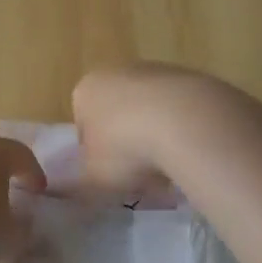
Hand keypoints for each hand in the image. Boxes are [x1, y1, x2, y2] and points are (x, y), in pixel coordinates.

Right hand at [70, 62, 230, 200]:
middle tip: (138, 176)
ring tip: (169, 171)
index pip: (82, 125)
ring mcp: (157, 71)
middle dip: (127, 145)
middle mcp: (117, 72)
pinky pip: (179, 112)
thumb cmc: (126, 148)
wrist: (188, 122)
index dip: (94, 155)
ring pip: (150, 113)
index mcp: (86, 90)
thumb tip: (70, 191)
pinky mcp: (191, 77)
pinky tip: (191, 153)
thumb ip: (78, 186)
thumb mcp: (92, 179)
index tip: (109, 176)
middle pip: (117, 115)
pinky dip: (182, 131)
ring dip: (156, 140)